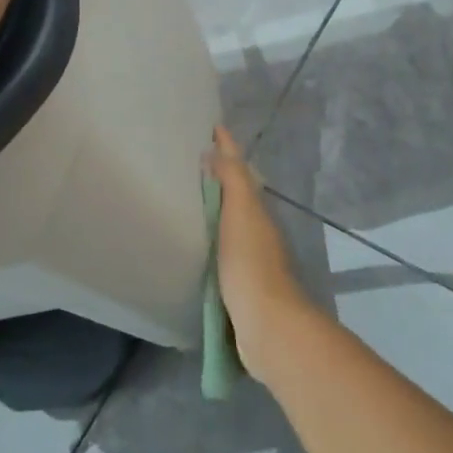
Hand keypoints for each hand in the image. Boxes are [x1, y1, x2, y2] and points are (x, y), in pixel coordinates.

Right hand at [208, 127, 320, 387]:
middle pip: (236, 194)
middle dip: (218, 175)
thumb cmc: (251, 263)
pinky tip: (194, 242)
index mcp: (256, 210)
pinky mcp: (237, 285)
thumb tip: (216, 150)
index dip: (227, 148)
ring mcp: (249, 258)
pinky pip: (220, 249)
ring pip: (229, 221)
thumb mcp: (242, 212)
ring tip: (185, 197)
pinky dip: (210, 237)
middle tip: (189, 160)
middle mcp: (256, 229)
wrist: (267, 326)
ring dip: (213, 207)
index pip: (239, 170)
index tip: (211, 127)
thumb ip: (232, 180)